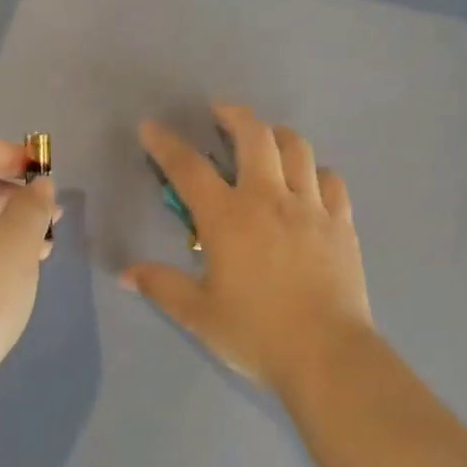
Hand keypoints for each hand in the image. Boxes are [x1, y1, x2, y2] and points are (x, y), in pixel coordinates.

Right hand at [122, 105, 373, 392]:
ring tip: (265, 139)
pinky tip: (307, 182)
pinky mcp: (341, 223)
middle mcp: (269, 199)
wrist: (327, 355)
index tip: (151, 127)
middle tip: (220, 112)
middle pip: (254, 136)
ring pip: (297, 148)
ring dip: (277, 135)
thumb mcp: (199, 314)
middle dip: (233, 115)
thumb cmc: (256, 334)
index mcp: (228, 218)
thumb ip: (161, 286)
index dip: (166, 144)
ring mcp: (311, 207)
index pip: (189, 168)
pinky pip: (330, 180)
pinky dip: (314, 171)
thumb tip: (125, 273)